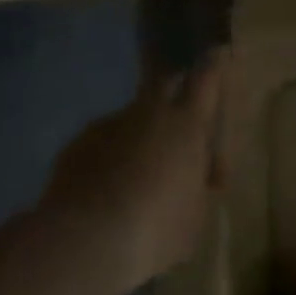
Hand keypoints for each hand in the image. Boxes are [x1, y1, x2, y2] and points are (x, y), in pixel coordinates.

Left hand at [37, 51, 227, 294]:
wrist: (84, 241)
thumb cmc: (155, 228)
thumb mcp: (195, 216)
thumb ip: (200, 186)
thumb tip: (201, 177)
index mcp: (188, 123)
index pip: (208, 77)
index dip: (214, 65)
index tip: (217, 53)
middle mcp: (151, 111)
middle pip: (166, 82)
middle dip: (173, 90)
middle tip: (176, 114)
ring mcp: (112, 123)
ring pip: (131, 117)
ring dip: (137, 135)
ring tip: (133, 174)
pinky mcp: (78, 144)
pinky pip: (100, 142)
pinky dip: (106, 157)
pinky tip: (101, 190)